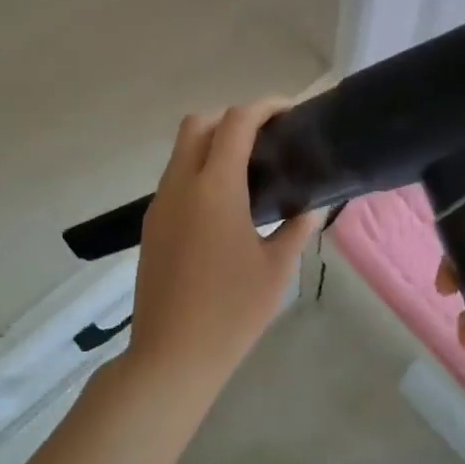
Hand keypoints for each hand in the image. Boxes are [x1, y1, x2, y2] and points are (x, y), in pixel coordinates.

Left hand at [128, 100, 321, 385]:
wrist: (171, 356)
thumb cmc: (231, 312)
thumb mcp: (276, 268)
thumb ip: (297, 227)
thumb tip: (312, 206)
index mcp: (214, 188)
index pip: (235, 123)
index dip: (263, 107)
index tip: (289, 111)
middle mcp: (180, 186)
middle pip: (197, 124)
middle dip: (231, 118)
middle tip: (265, 139)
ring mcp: (159, 205)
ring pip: (181, 151)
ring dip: (211, 145)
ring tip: (249, 171)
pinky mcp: (152, 226)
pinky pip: (174, 179)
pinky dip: (198, 171)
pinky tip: (224, 204)